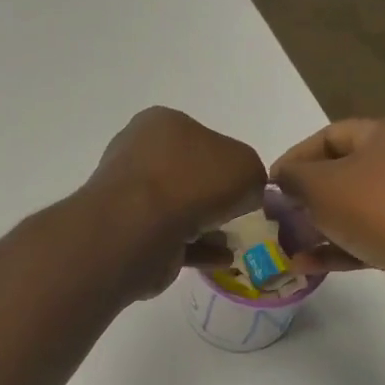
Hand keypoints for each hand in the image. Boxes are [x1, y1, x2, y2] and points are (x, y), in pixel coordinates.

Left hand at [82, 107, 268, 298]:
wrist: (140, 229)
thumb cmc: (192, 182)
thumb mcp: (246, 167)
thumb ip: (253, 176)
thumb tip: (246, 194)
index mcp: (162, 125)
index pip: (201, 138)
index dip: (226, 161)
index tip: (244, 185)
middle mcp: (141, 156)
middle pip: (187, 175)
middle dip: (213, 195)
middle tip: (239, 214)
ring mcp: (131, 198)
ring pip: (178, 209)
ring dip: (205, 225)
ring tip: (232, 239)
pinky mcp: (132, 236)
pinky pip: (172, 241)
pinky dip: (197, 249)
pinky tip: (221, 259)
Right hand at [270, 118, 384, 320]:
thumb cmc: (379, 208)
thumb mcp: (321, 186)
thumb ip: (294, 177)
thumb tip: (283, 176)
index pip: (331, 135)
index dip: (295, 158)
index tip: (269, 186)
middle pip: (345, 174)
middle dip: (307, 198)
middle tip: (277, 218)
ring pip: (356, 210)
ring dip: (319, 229)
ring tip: (287, 247)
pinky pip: (370, 239)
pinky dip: (339, 250)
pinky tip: (306, 267)